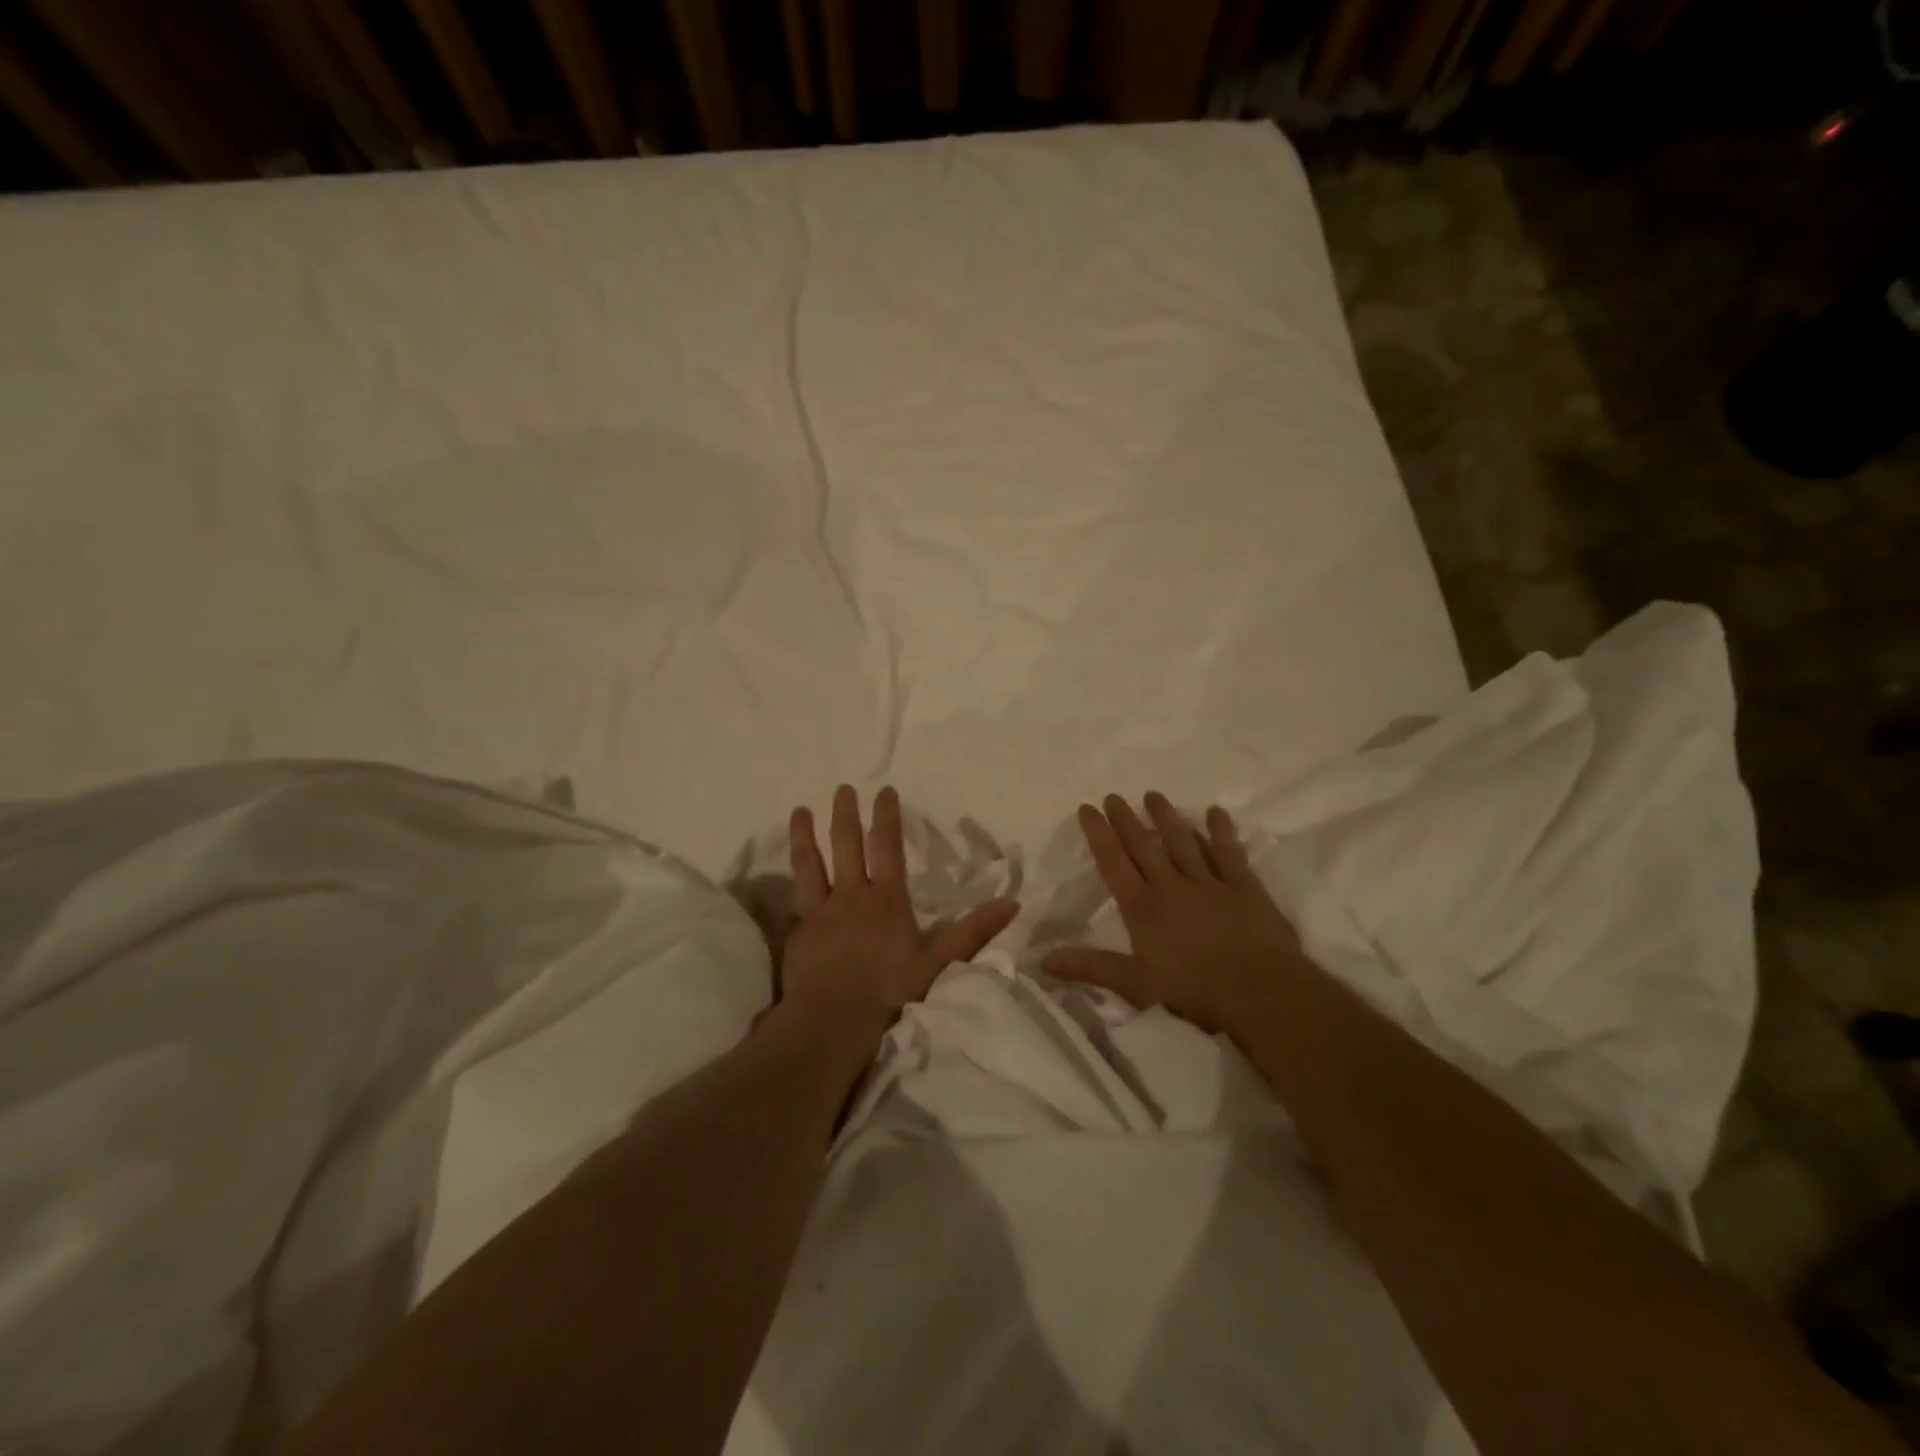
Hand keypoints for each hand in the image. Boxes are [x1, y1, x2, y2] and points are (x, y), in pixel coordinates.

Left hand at [782, 785, 1018, 1035]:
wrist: (833, 1020)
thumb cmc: (890, 991)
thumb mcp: (939, 962)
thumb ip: (973, 931)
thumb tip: (1012, 904)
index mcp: (887, 898)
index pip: (886, 846)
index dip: (886, 817)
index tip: (884, 791)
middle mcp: (852, 894)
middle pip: (847, 845)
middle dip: (846, 814)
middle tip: (843, 789)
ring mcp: (822, 910)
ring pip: (811, 862)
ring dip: (806, 834)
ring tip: (800, 810)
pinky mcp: (799, 929)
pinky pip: (796, 895)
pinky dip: (792, 878)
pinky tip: (786, 871)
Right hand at [1043, 793, 1305, 1032]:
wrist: (1258, 992)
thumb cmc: (1193, 992)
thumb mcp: (1135, 985)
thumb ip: (1091, 967)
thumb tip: (1043, 960)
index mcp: (1142, 908)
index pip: (1114, 863)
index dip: (1098, 834)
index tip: (1087, 808)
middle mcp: (1171, 886)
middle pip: (1144, 846)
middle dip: (1126, 820)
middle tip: (1114, 796)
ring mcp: (1208, 883)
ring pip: (1182, 841)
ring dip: (1166, 817)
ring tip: (1153, 795)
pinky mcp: (1243, 886)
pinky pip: (1229, 852)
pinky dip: (1221, 831)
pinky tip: (1216, 812)